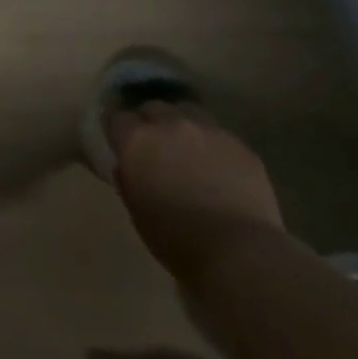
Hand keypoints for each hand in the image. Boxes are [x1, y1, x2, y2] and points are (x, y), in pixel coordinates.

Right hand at [107, 101, 285, 287]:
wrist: (238, 251)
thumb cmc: (175, 237)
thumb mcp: (136, 209)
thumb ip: (129, 179)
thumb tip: (128, 167)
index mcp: (137, 140)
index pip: (117, 118)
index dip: (117, 130)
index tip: (119, 142)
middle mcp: (170, 125)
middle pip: (153, 107)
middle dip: (149, 121)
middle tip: (153, 145)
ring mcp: (208, 131)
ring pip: (188, 112)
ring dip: (181, 126)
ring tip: (186, 148)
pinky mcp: (240, 145)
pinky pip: (218, 135)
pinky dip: (212, 145)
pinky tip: (216, 167)